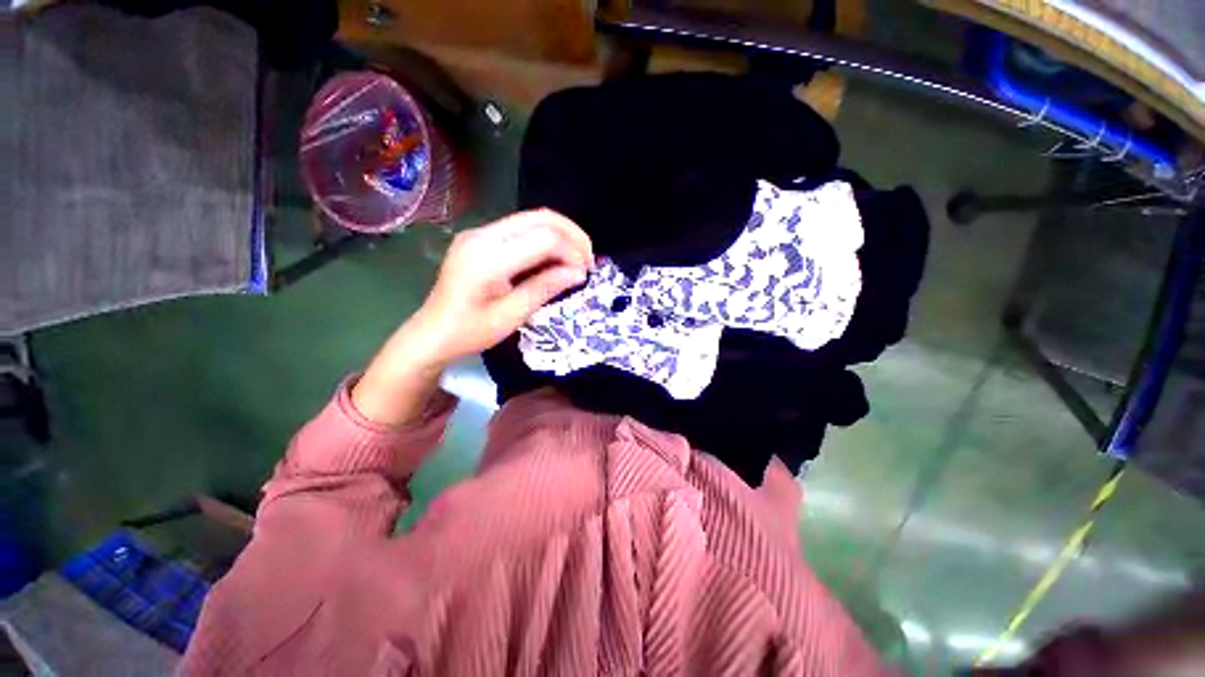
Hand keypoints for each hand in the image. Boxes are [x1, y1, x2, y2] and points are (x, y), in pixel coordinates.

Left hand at [351, 210, 592, 424]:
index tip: (585, 273)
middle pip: (540, 217)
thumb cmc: (471, 332)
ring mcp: (480, 233)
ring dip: (561, 235)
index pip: (544, 238)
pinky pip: (521, 229)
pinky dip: (545, 239)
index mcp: (488, 257)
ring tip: (577, 258)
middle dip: (572, 235)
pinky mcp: (481, 238)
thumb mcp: (513, 315)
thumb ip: (546, 287)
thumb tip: (579, 272)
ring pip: (533, 218)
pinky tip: (555, 257)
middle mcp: (483, 235)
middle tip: (588, 259)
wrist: (432, 333)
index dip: (572, 251)